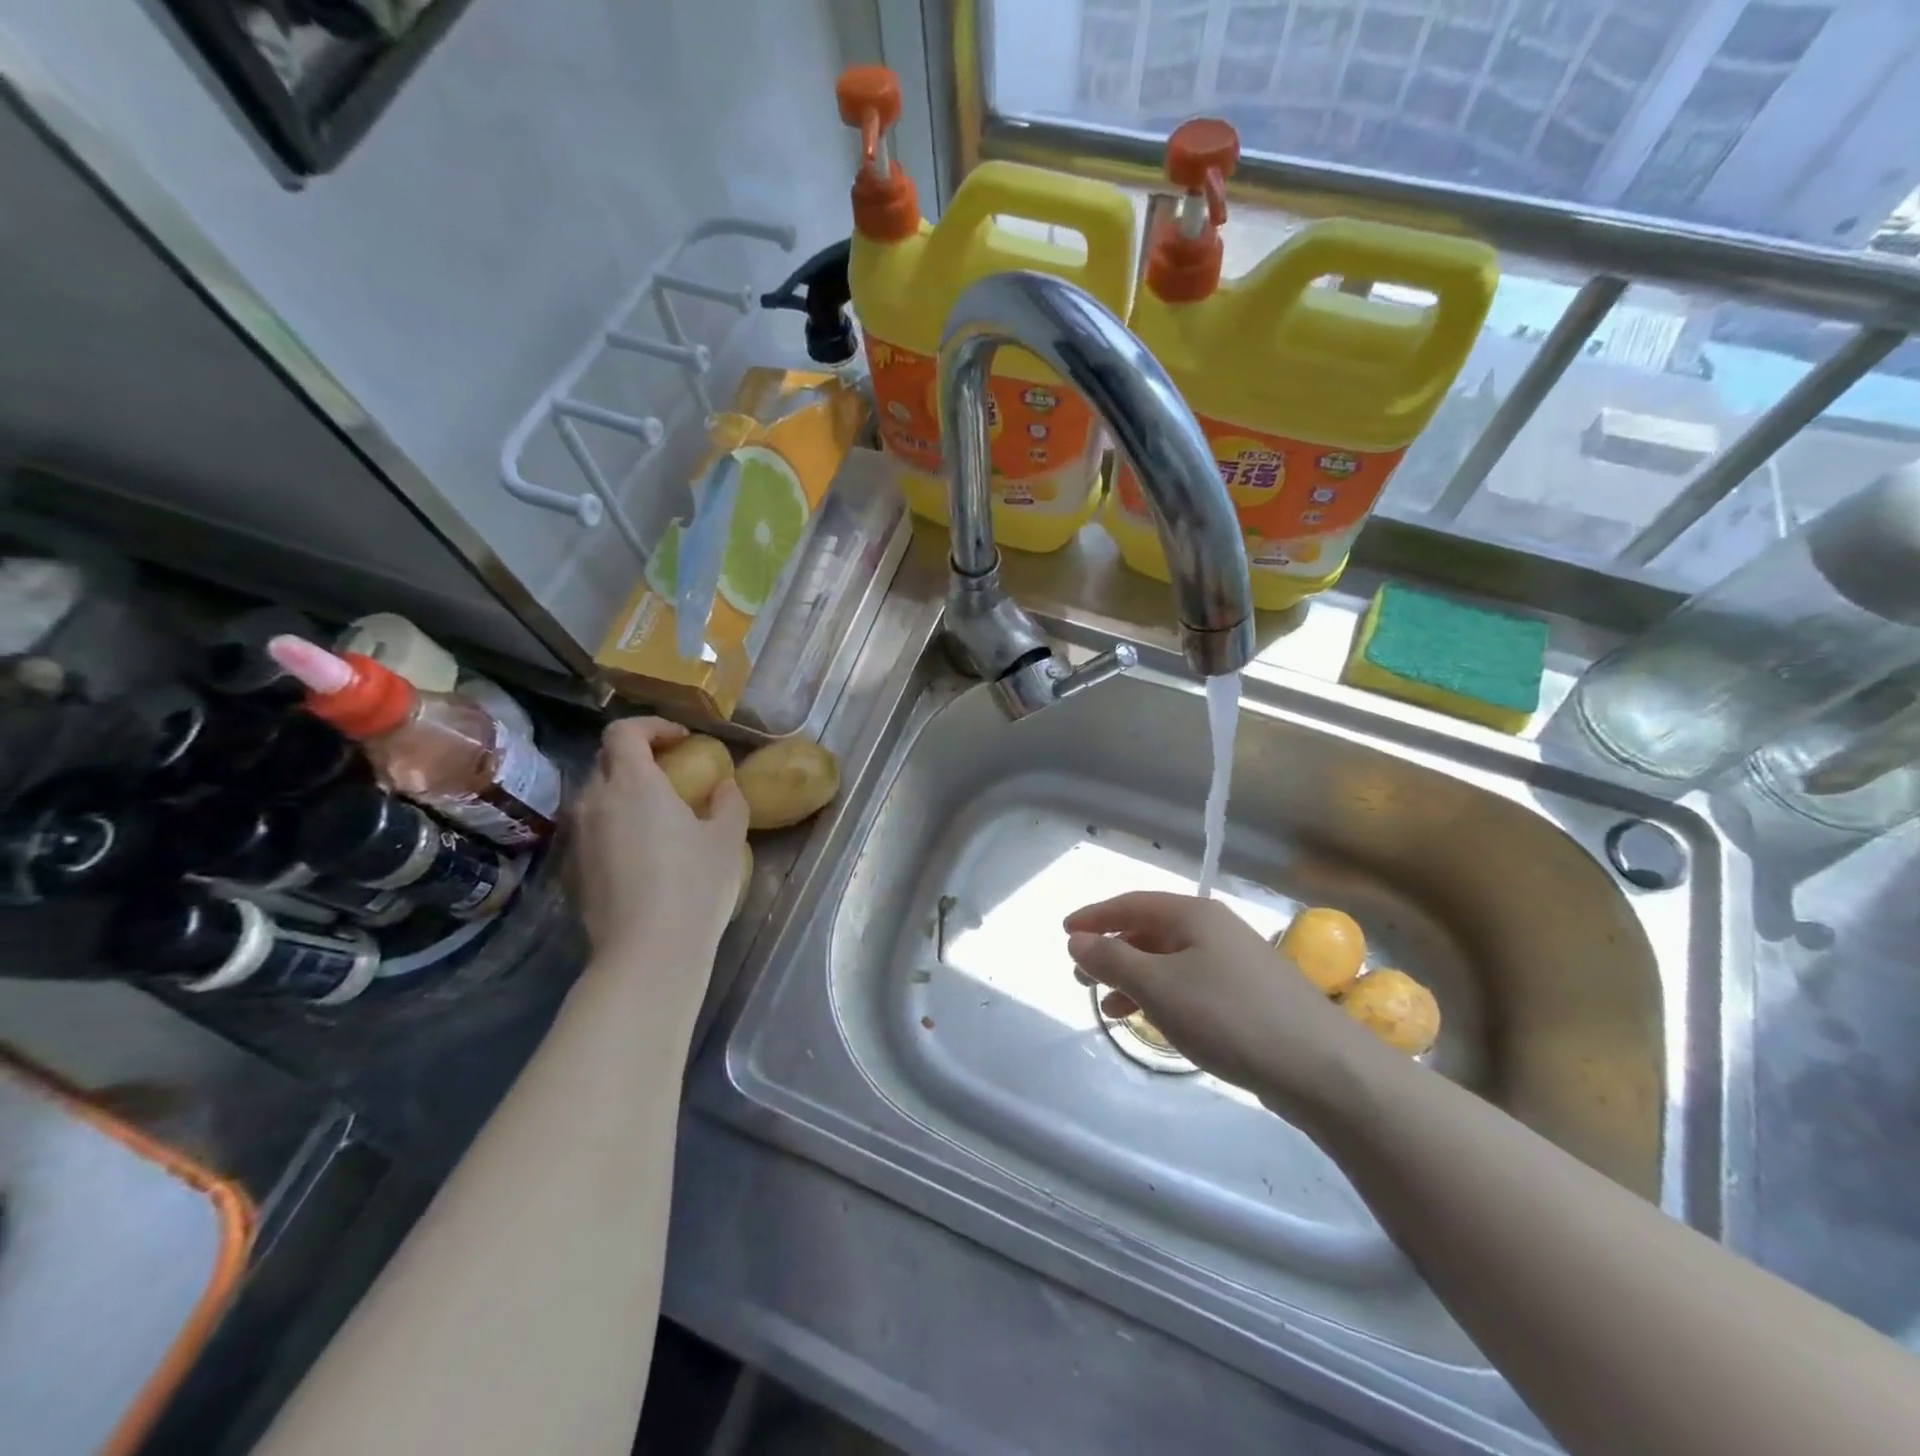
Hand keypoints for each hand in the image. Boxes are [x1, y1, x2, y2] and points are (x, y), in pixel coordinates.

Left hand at [569, 718, 747, 1001]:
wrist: (646, 953)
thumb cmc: (694, 886)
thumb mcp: (726, 839)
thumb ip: (728, 802)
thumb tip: (723, 786)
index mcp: (632, 783)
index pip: (624, 731)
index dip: (652, 727)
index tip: (681, 740)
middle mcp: (594, 802)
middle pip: (605, 761)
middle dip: (638, 758)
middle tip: (672, 775)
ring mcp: (577, 838)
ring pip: (594, 798)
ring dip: (623, 794)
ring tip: (656, 817)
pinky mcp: (570, 871)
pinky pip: (590, 832)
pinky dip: (613, 827)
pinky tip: (641, 855)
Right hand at [1065, 892, 1386, 1120]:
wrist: (1322, 1068)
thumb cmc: (1230, 1016)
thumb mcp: (1159, 986)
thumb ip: (1113, 960)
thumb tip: (1077, 940)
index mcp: (1193, 915)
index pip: (1132, 903)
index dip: (1095, 916)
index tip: (1064, 932)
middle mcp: (1214, 929)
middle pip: (1150, 930)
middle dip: (1112, 949)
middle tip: (1081, 974)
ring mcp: (1234, 962)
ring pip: (1169, 960)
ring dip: (1133, 976)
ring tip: (1106, 1004)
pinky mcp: (1247, 996)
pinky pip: (1189, 983)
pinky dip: (1161, 996)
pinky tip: (1150, 1020)